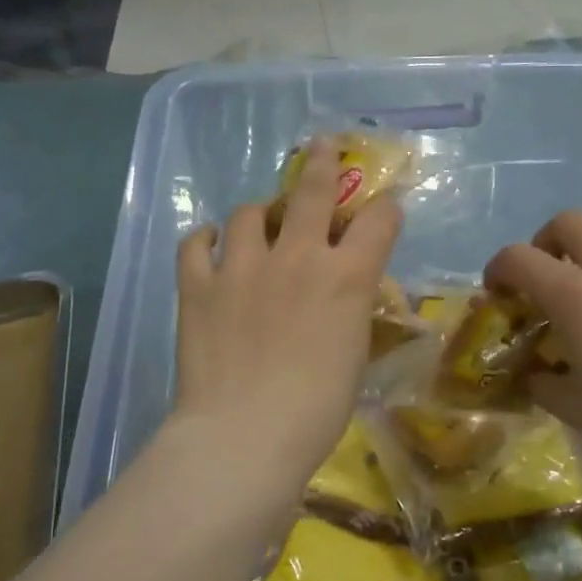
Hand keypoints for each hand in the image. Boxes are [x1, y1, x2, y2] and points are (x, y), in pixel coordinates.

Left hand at [173, 139, 402, 502]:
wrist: (245, 435)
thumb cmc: (316, 411)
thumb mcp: (354, 357)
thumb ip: (351, 312)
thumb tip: (344, 297)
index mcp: (347, 277)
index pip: (379, 220)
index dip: (386, 210)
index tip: (384, 211)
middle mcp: (298, 257)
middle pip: (314, 191)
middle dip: (324, 162)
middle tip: (324, 145)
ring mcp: (243, 266)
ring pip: (250, 212)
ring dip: (259, 214)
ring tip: (259, 223)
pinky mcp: (198, 285)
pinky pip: (195, 244)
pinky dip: (205, 240)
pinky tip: (211, 244)